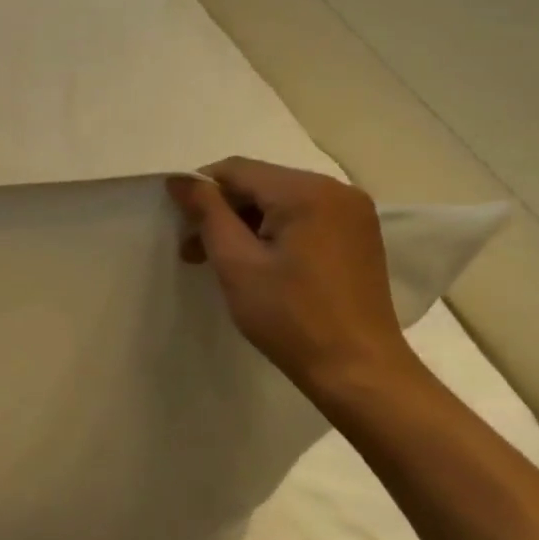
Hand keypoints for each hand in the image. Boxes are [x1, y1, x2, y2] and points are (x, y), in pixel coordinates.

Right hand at [167, 158, 419, 399]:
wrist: (357, 369)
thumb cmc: (289, 316)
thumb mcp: (236, 262)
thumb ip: (207, 213)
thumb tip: (179, 179)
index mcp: (306, 191)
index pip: (236, 169)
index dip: (200, 190)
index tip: (180, 225)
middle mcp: (336, 190)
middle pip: (260, 183)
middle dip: (222, 210)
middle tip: (194, 250)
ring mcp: (353, 212)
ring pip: (280, 201)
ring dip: (246, 223)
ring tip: (223, 261)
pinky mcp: (358, 235)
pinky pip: (304, 217)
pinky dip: (275, 232)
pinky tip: (260, 263)